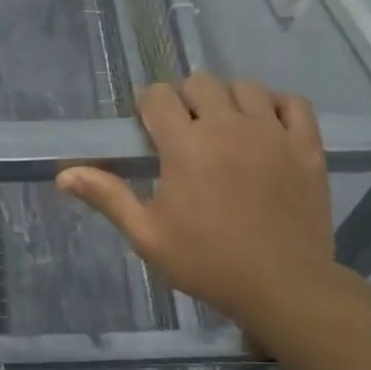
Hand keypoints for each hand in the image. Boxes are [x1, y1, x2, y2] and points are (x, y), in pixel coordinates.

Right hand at [57, 73, 334, 331]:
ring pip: (245, 86)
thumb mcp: (148, 235)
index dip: (148, 106)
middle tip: (184, 131)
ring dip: (228, 99)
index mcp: (185, 144)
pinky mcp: (306, 145)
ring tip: (225, 127)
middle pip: (200, 82)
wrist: (283, 286)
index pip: (157, 96)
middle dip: (185, 99)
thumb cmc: (207, 262)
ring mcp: (272, 132)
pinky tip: (266, 125)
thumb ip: (108, 196)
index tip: (148, 128)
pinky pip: (292, 103)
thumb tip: (64, 174)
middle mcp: (227, 125)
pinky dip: (277, 105)